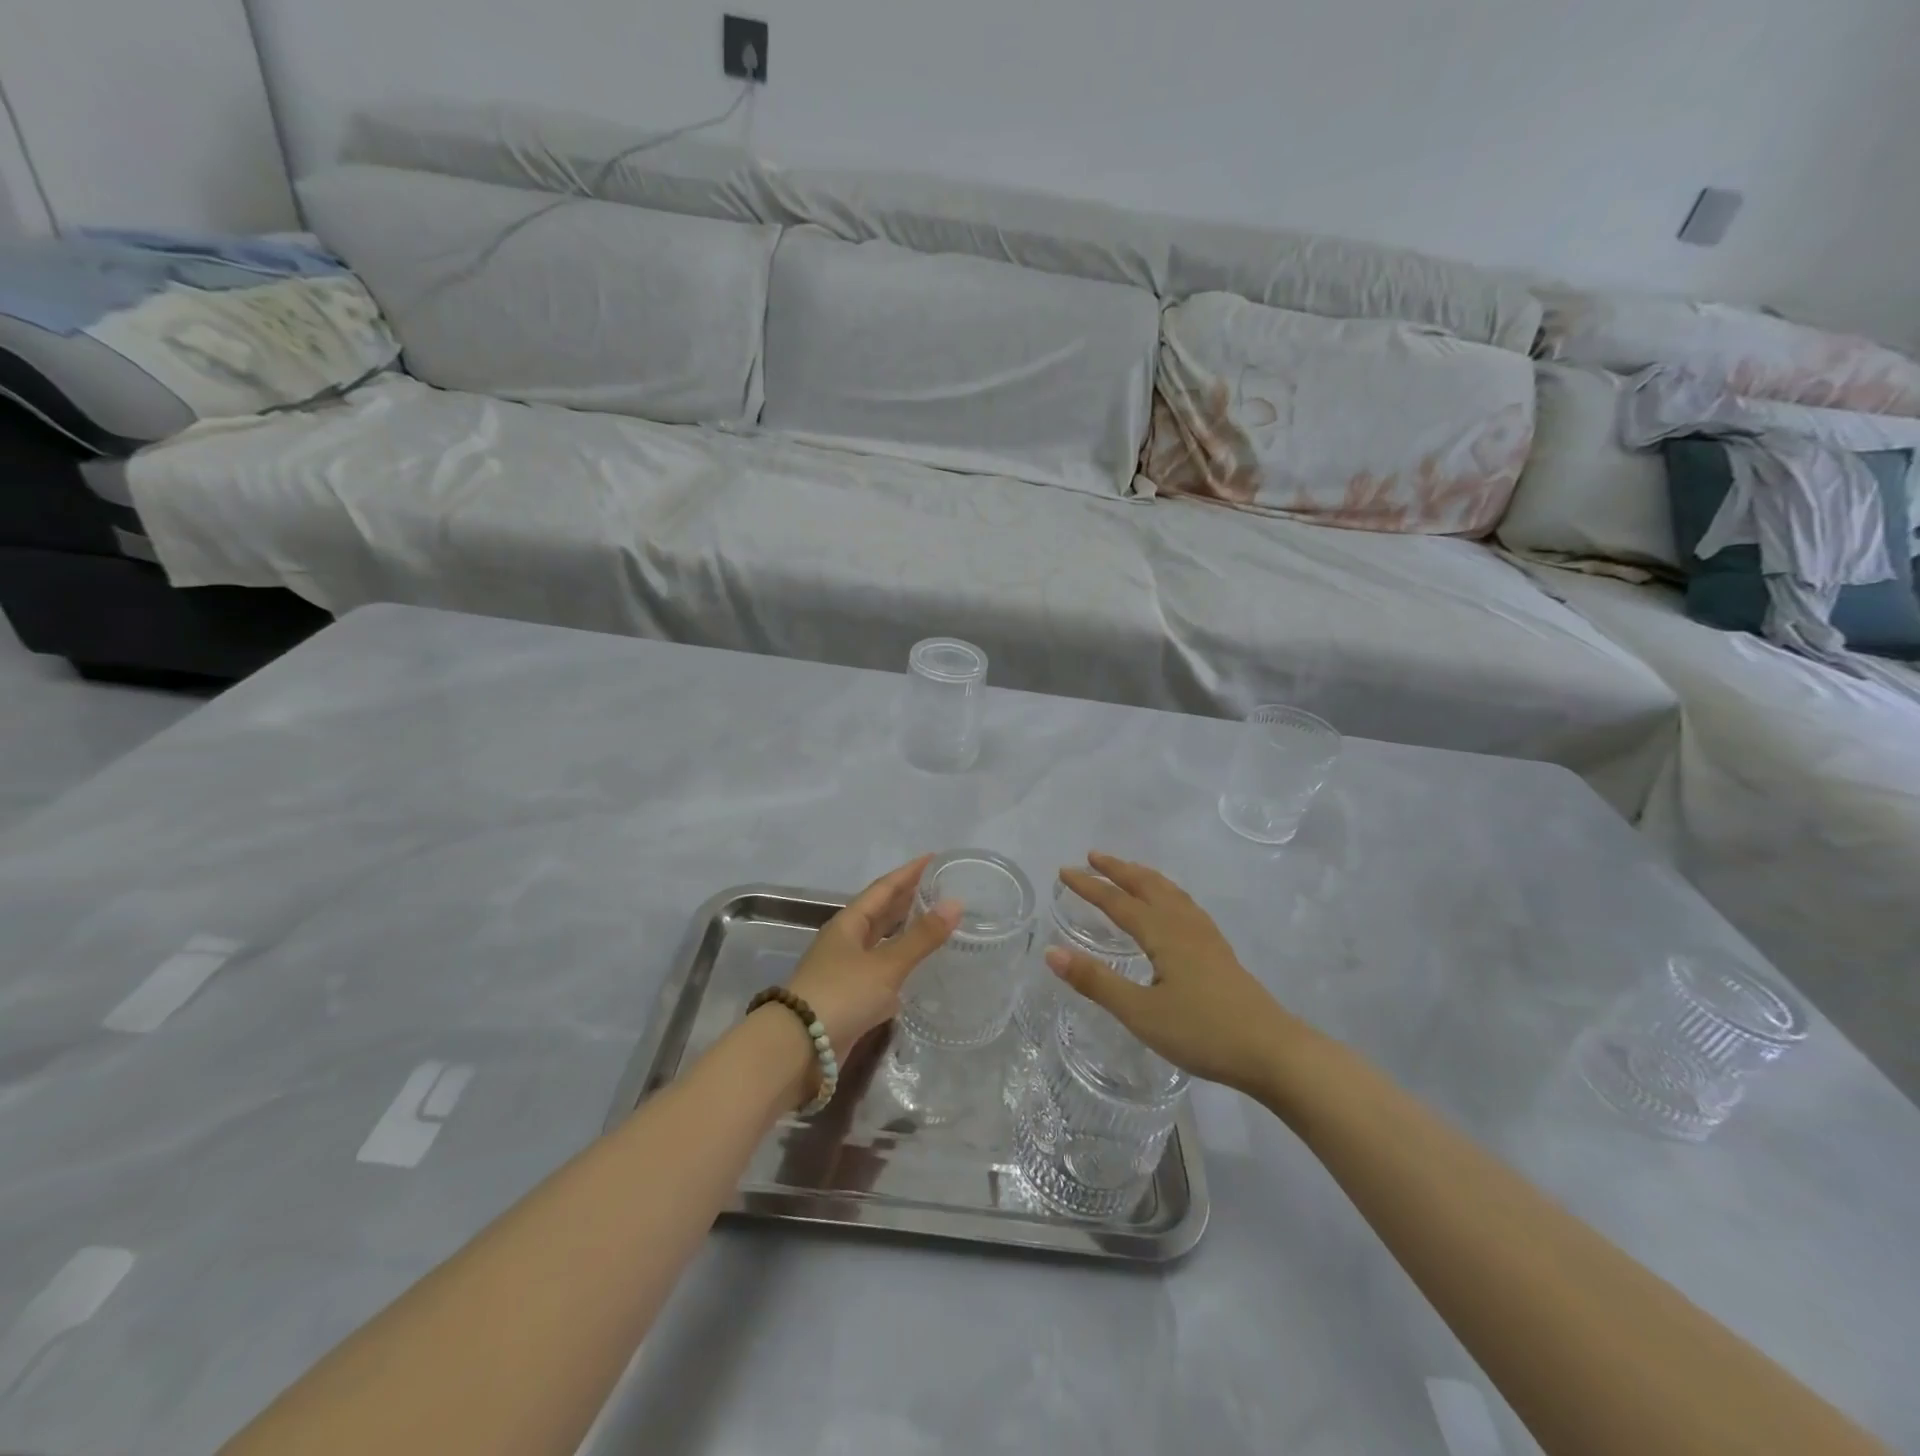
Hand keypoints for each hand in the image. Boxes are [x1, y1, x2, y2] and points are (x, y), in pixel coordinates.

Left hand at [787, 856, 959, 1053]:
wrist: (798, 1048)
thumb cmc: (841, 994)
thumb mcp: (886, 964)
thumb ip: (921, 937)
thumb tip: (956, 903)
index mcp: (848, 923)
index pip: (883, 888)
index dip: (908, 872)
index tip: (933, 858)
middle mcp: (845, 942)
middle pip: (880, 913)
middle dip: (907, 899)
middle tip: (939, 887)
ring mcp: (845, 971)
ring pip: (880, 942)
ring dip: (904, 932)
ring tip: (934, 922)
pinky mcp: (849, 999)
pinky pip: (880, 972)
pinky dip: (900, 965)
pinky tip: (917, 970)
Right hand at [1050, 852, 1295, 1096]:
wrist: (1272, 1051)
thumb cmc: (1202, 1032)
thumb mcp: (1140, 1013)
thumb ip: (1095, 982)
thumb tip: (1051, 952)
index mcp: (1163, 934)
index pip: (1118, 902)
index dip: (1089, 886)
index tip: (1064, 871)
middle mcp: (1184, 925)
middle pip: (1147, 885)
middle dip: (1119, 869)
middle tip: (1093, 857)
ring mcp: (1207, 937)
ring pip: (1171, 892)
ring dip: (1144, 877)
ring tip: (1128, 871)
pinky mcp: (1220, 952)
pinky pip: (1185, 905)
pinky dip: (1166, 893)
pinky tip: (1171, 908)